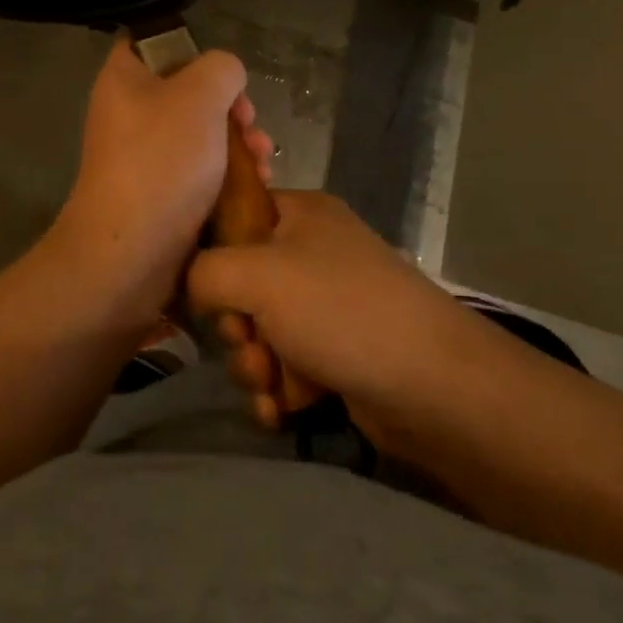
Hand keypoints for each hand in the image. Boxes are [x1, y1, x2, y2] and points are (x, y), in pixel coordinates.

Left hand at [55, 39, 272, 322]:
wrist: (131, 252)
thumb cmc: (162, 161)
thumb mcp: (200, 96)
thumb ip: (221, 69)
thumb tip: (225, 77)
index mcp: (125, 78)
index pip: (153, 42)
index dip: (192, 48)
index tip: (222, 72)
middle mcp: (130, 112)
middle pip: (190, 91)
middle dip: (232, 106)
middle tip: (250, 122)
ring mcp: (145, 155)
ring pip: (203, 134)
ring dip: (240, 143)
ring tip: (263, 159)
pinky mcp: (162, 192)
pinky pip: (202, 171)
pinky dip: (230, 174)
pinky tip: (258, 184)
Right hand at [185, 191, 480, 446]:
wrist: (432, 386)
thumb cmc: (340, 310)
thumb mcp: (257, 274)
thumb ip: (204, 271)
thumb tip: (190, 285)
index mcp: (299, 214)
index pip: (233, 217)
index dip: (210, 253)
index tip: (205, 289)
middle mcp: (312, 252)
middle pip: (241, 283)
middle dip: (237, 326)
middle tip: (250, 342)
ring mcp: (328, 305)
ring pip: (260, 331)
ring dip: (256, 364)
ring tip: (274, 383)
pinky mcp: (338, 352)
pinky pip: (286, 365)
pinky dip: (280, 388)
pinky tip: (284, 409)